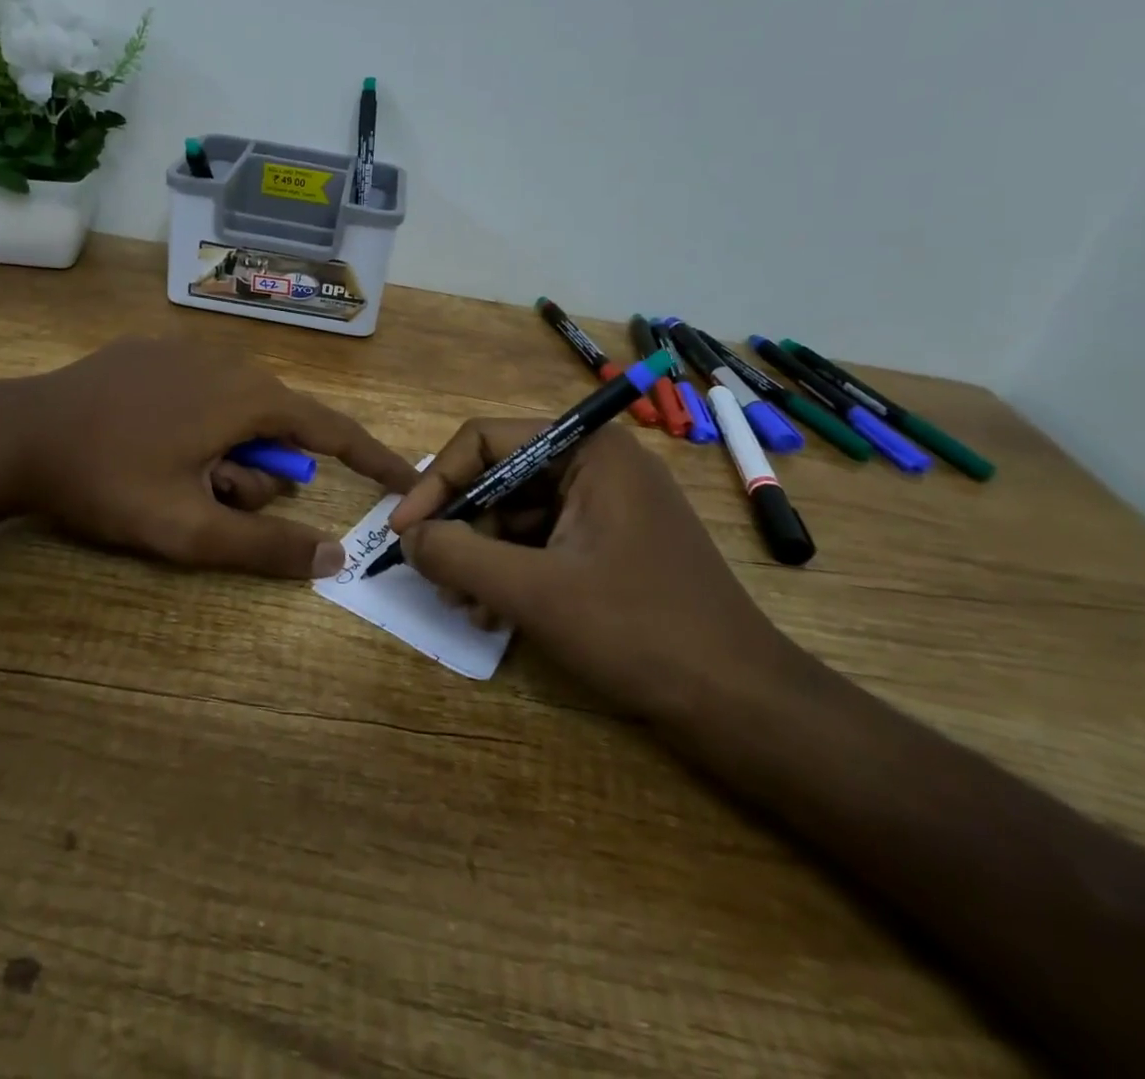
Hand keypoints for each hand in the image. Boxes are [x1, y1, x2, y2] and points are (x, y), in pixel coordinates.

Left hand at [0, 336, 416, 578]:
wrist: (17, 433)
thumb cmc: (109, 481)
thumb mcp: (189, 530)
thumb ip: (266, 547)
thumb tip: (336, 557)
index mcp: (250, 397)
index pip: (333, 430)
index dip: (373, 459)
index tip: (406, 480)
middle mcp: (231, 361)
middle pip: (277, 429)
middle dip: (255, 474)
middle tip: (206, 500)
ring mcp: (189, 349)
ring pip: (237, 411)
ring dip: (221, 453)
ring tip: (169, 475)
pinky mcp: (154, 349)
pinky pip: (202, 392)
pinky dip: (196, 425)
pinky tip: (146, 441)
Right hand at [387, 421, 789, 716]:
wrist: (741, 704)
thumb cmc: (638, 630)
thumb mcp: (534, 591)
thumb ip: (459, 555)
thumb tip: (407, 536)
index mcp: (588, 450)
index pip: (487, 440)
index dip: (437, 482)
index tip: (403, 530)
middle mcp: (598, 465)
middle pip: (501, 479)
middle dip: (462, 530)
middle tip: (434, 578)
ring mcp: (609, 507)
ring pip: (518, 516)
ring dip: (483, 558)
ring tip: (464, 606)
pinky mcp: (612, 546)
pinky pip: (544, 543)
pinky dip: (512, 574)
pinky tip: (494, 615)